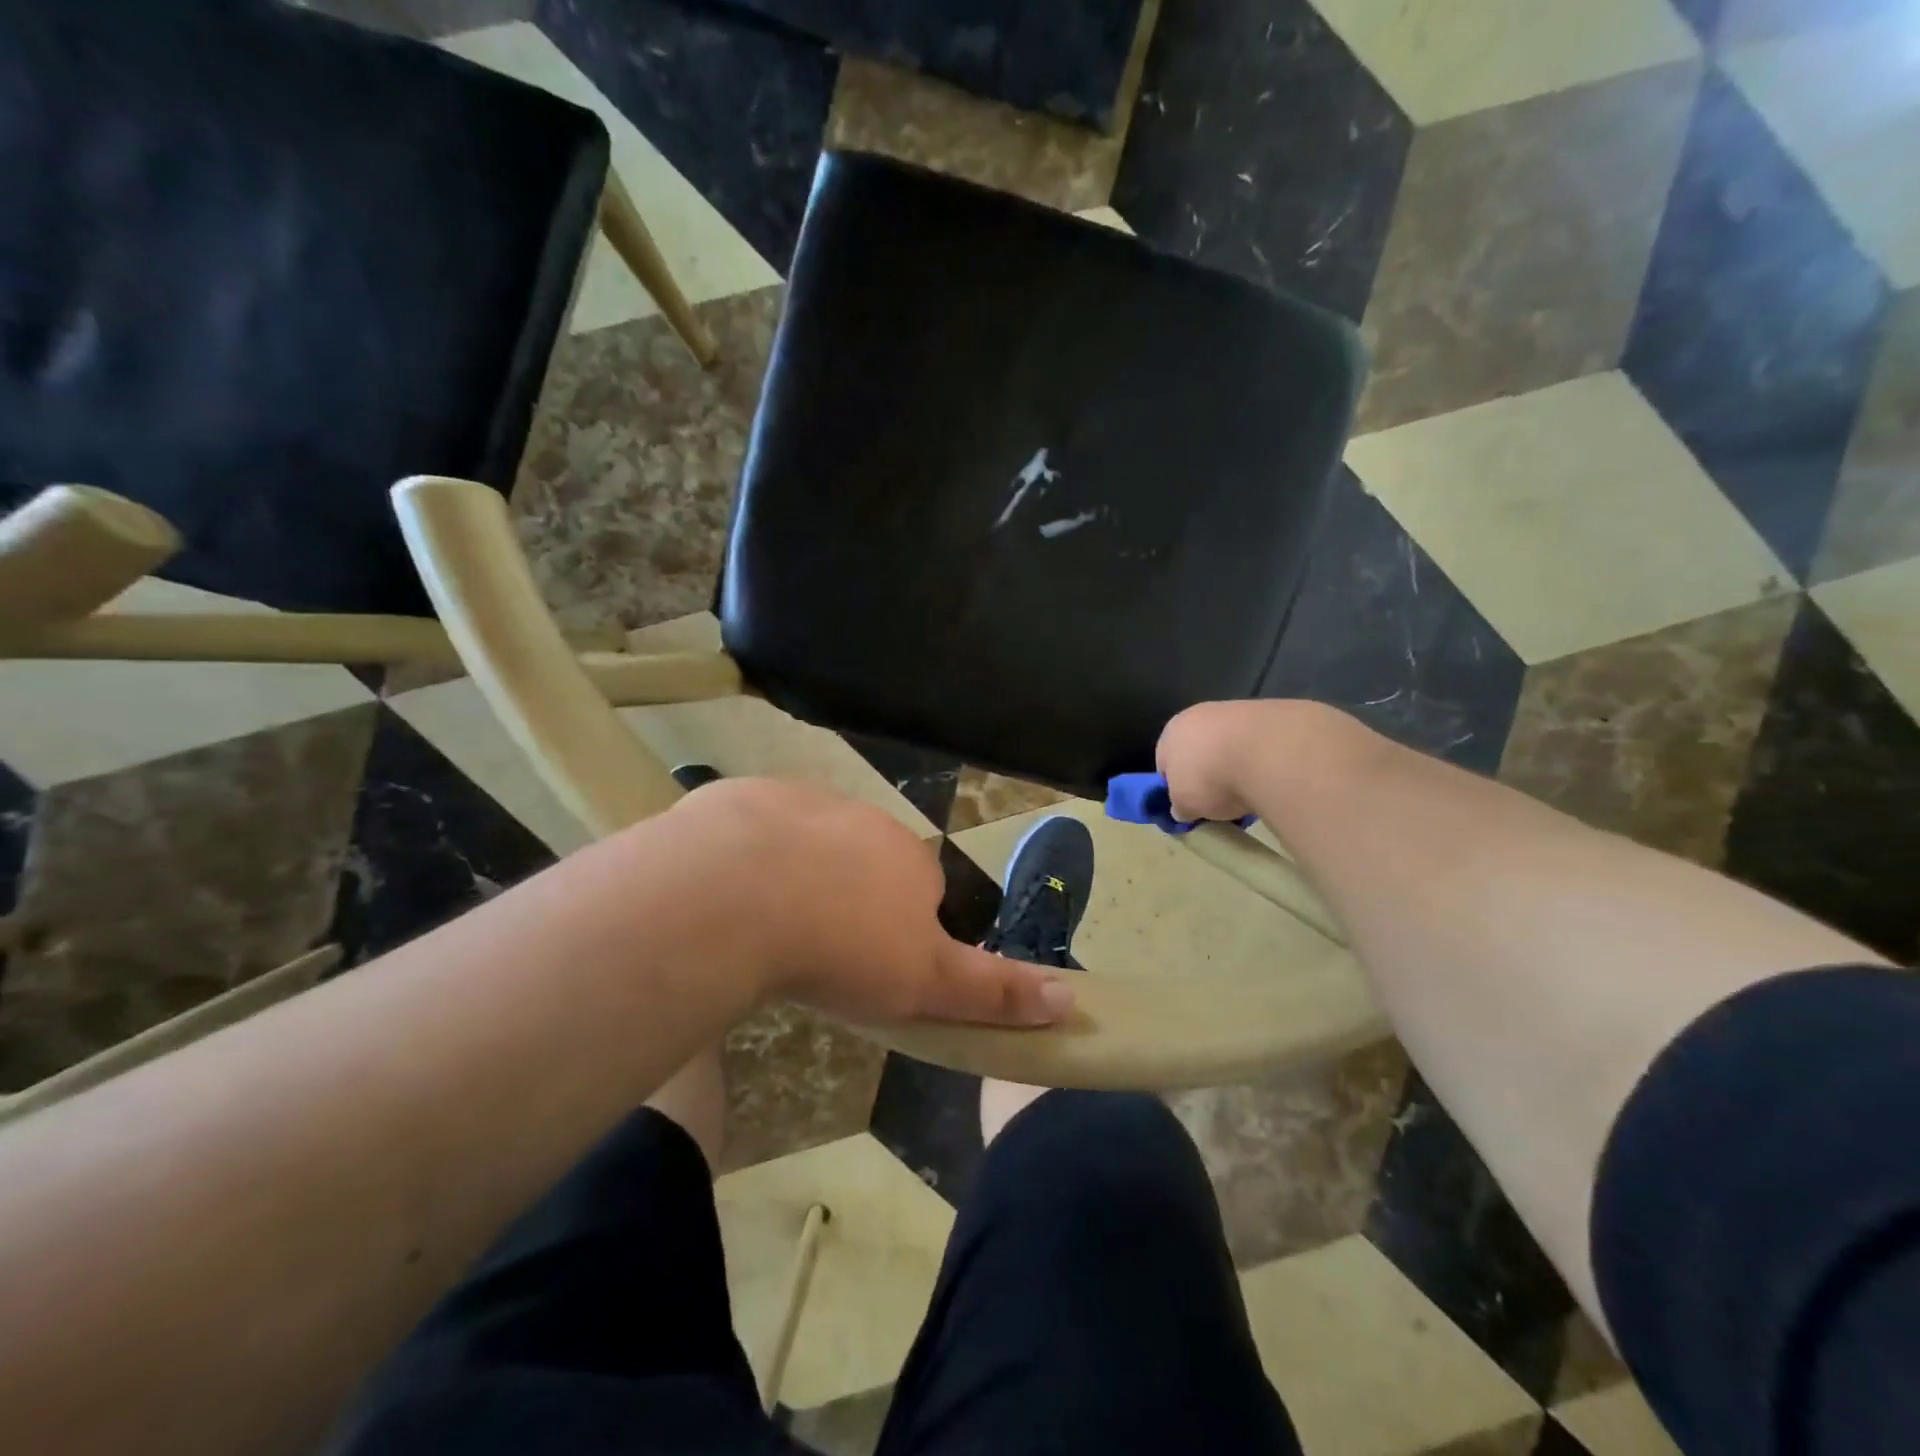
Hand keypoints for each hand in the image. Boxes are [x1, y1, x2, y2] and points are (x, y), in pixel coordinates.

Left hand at [663, 778, 1072, 1028]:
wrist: (732, 894)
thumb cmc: (841, 946)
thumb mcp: (925, 985)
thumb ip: (994, 991)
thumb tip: (1069, 1000)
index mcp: (910, 857)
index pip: (920, 890)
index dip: (896, 930)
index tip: (864, 966)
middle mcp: (863, 818)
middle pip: (863, 861)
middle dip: (846, 897)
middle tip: (809, 950)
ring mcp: (800, 799)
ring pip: (807, 842)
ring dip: (794, 874)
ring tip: (760, 926)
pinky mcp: (744, 796)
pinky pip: (751, 828)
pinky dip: (743, 855)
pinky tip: (722, 893)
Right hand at [1156, 701, 1269, 823]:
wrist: (1266, 752)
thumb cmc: (1210, 777)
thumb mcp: (1185, 805)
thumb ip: (1180, 806)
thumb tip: (1182, 809)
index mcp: (1170, 732)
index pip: (1165, 762)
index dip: (1176, 786)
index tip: (1190, 805)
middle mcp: (1198, 715)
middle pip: (1198, 750)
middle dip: (1207, 773)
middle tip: (1219, 800)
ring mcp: (1234, 711)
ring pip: (1228, 745)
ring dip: (1235, 765)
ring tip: (1249, 791)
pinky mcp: (1268, 714)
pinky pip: (1256, 744)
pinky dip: (1259, 759)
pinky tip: (1269, 776)